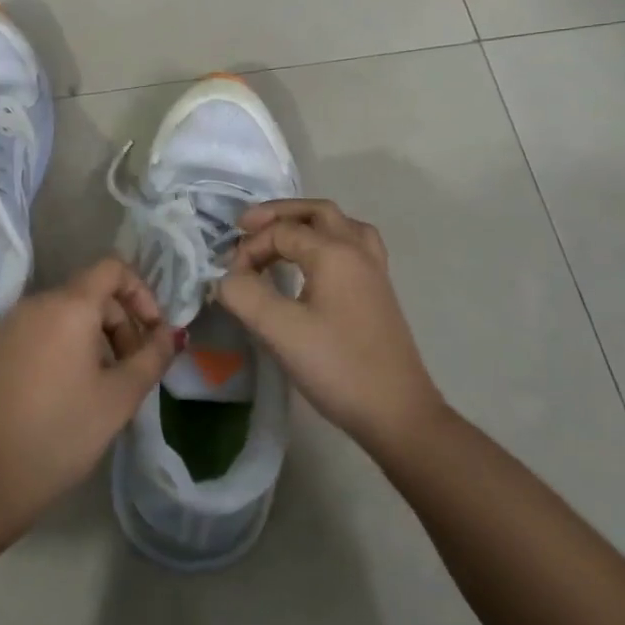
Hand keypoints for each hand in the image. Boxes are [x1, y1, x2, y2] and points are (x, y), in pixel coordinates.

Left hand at [0, 257, 175, 531]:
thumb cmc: (62, 432)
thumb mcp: (120, 397)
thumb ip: (152, 357)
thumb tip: (170, 334)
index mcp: (68, 305)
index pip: (112, 268)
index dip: (141, 293)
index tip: (153, 333)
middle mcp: (36, 303)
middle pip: (91, 293)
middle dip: (121, 323)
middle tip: (134, 370)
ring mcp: (11, 325)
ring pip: (67, 314)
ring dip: (96, 338)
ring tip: (106, 385)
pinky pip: (43, 331)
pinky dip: (67, 346)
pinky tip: (73, 390)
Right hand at [215, 199, 442, 455]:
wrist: (398, 413)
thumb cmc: (338, 367)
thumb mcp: (281, 331)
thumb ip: (244, 295)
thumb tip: (226, 278)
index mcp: (335, 252)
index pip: (281, 232)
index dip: (249, 248)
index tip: (230, 280)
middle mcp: (358, 250)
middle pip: (316, 212)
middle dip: (278, 215)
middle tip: (246, 227)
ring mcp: (374, 270)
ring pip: (340, 225)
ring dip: (306, 224)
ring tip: (279, 239)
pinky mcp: (379, 291)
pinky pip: (353, 245)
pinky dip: (327, 241)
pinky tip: (314, 265)